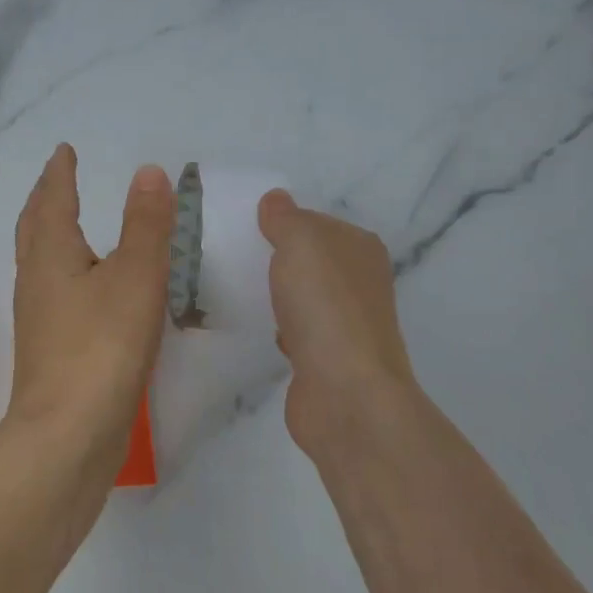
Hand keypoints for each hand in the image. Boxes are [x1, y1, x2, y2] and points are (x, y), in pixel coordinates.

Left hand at [9, 146, 174, 455]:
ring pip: (39, 259)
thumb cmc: (102, 346)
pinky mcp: (47, 348)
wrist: (67, 434)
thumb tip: (147, 171)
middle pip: (34, 227)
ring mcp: (37, 317)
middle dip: (46, 198)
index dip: (59, 173)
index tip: (63, 151)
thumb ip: (146, 224)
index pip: (52, 200)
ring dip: (49, 232)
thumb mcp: (136, 276)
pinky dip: (62, 269)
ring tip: (67, 224)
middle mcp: (36, 279)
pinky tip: (82, 289)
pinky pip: (51, 290)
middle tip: (57, 178)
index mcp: (52, 253)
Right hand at [257, 189, 420, 457]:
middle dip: (277, 258)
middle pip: (310, 260)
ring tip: (235, 287)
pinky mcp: (327, 359)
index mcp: (361, 249)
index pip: (317, 222)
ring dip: (276, 294)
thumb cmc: (325, 306)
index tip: (245, 226)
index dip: (284, 221)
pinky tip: (254, 326)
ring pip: (303, 296)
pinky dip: (277, 327)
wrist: (344, 393)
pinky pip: (296, 331)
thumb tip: (275, 199)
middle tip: (231, 255)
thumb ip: (286, 218)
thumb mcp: (301, 242)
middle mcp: (360, 283)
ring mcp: (345, 324)